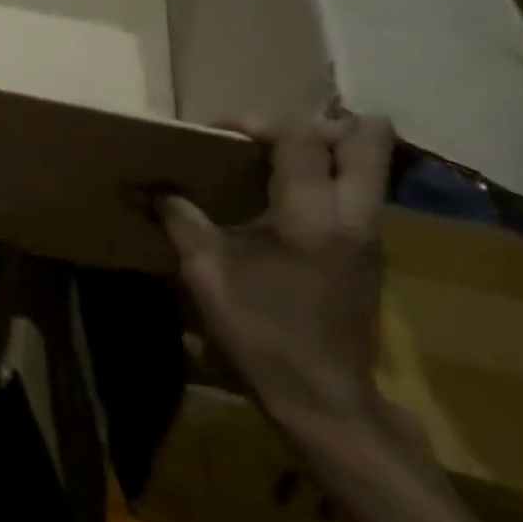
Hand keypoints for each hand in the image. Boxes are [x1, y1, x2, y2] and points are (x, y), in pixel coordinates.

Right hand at [159, 111, 394, 436]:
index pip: (300, 137)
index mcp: (312, 215)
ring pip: (371, 166)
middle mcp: (355, 215)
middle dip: (320, 124)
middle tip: (271, 139)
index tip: (218, 135)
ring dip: (328, 151)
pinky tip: (285, 207)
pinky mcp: (372, 255)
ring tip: (276, 165)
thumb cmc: (260, 332)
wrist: (324, 399)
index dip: (256, 122)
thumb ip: (179, 219)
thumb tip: (149, 189)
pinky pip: (360, 194)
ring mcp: (372, 235)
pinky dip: (329, 182)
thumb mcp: (205, 273)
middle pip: (368, 137)